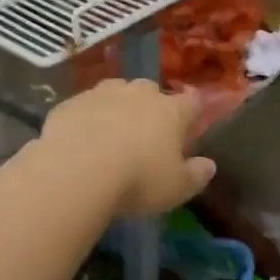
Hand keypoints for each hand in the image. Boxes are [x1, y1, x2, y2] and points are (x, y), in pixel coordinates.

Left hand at [40, 79, 217, 215]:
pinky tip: (81, 139)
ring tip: (112, 132)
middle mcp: (138, 94)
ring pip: (116, 92)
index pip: (191, 101)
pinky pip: (84, 107)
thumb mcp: (176, 188)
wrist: (76, 170)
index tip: (192, 119)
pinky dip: (87, 118)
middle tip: (147, 131)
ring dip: (117, 107)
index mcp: (170, 111)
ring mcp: (102, 94)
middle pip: (151, 91)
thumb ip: (196, 175)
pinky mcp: (70, 103)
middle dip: (151, 106)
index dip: (194, 109)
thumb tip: (209, 165)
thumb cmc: (137, 179)